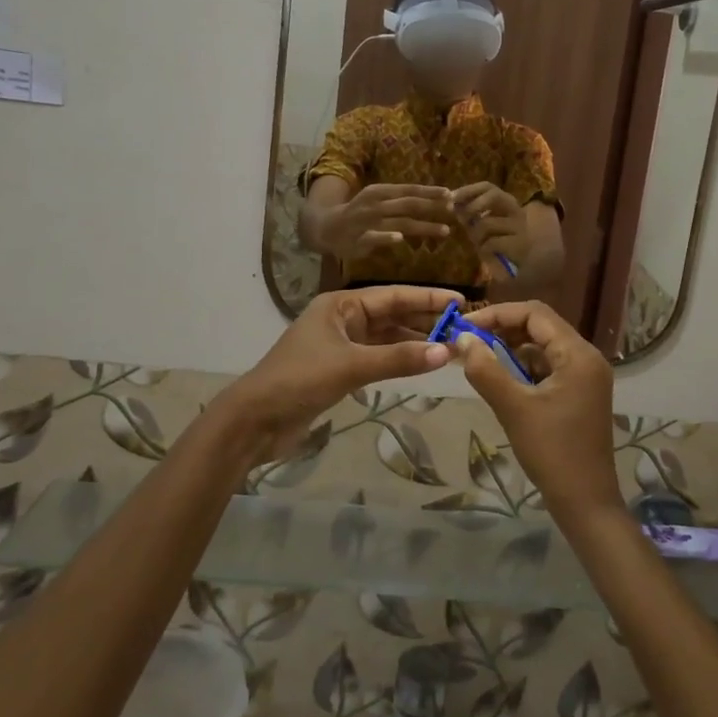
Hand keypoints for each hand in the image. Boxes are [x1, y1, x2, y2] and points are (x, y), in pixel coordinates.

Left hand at [223, 287, 457, 459]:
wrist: (254, 421)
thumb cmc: (299, 381)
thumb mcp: (352, 367)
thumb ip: (399, 359)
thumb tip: (445, 352)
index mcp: (340, 305)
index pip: (393, 295)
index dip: (427, 298)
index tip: (460, 302)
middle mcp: (343, 319)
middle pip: (392, 314)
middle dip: (425, 320)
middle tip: (463, 328)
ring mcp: (341, 345)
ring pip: (387, 338)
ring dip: (415, 342)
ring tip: (450, 347)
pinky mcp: (340, 369)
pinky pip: (378, 358)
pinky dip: (400, 360)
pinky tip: (422, 364)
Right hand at [320, 184, 455, 259]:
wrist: (327, 227)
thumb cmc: (360, 213)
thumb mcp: (379, 201)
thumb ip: (401, 202)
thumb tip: (433, 201)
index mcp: (380, 191)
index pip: (409, 190)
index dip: (430, 192)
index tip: (451, 194)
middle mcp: (375, 204)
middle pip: (408, 204)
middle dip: (432, 206)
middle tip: (453, 210)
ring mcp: (367, 221)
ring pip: (399, 222)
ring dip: (423, 226)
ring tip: (444, 230)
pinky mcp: (360, 239)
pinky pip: (375, 237)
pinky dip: (387, 237)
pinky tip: (400, 239)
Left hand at [450, 182, 530, 278]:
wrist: (530, 263)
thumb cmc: (503, 242)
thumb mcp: (486, 225)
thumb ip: (473, 214)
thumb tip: (454, 205)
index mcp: (507, 203)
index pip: (487, 187)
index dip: (468, 189)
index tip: (451, 196)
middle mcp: (516, 210)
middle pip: (494, 195)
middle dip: (473, 205)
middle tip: (462, 219)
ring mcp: (519, 227)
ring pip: (486, 223)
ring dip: (475, 234)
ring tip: (477, 243)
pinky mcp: (520, 245)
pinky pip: (491, 242)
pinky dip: (483, 248)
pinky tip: (487, 253)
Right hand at [452, 301, 620, 518]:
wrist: (586, 502)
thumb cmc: (552, 452)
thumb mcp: (514, 409)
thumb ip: (486, 370)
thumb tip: (463, 339)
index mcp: (578, 354)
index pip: (535, 313)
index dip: (498, 314)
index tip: (466, 327)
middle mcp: (587, 357)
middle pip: (541, 327)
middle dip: (503, 330)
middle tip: (469, 342)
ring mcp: (586, 376)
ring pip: (543, 347)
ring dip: (512, 349)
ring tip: (479, 360)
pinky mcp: (580, 393)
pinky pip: (549, 367)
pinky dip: (524, 368)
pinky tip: (502, 380)